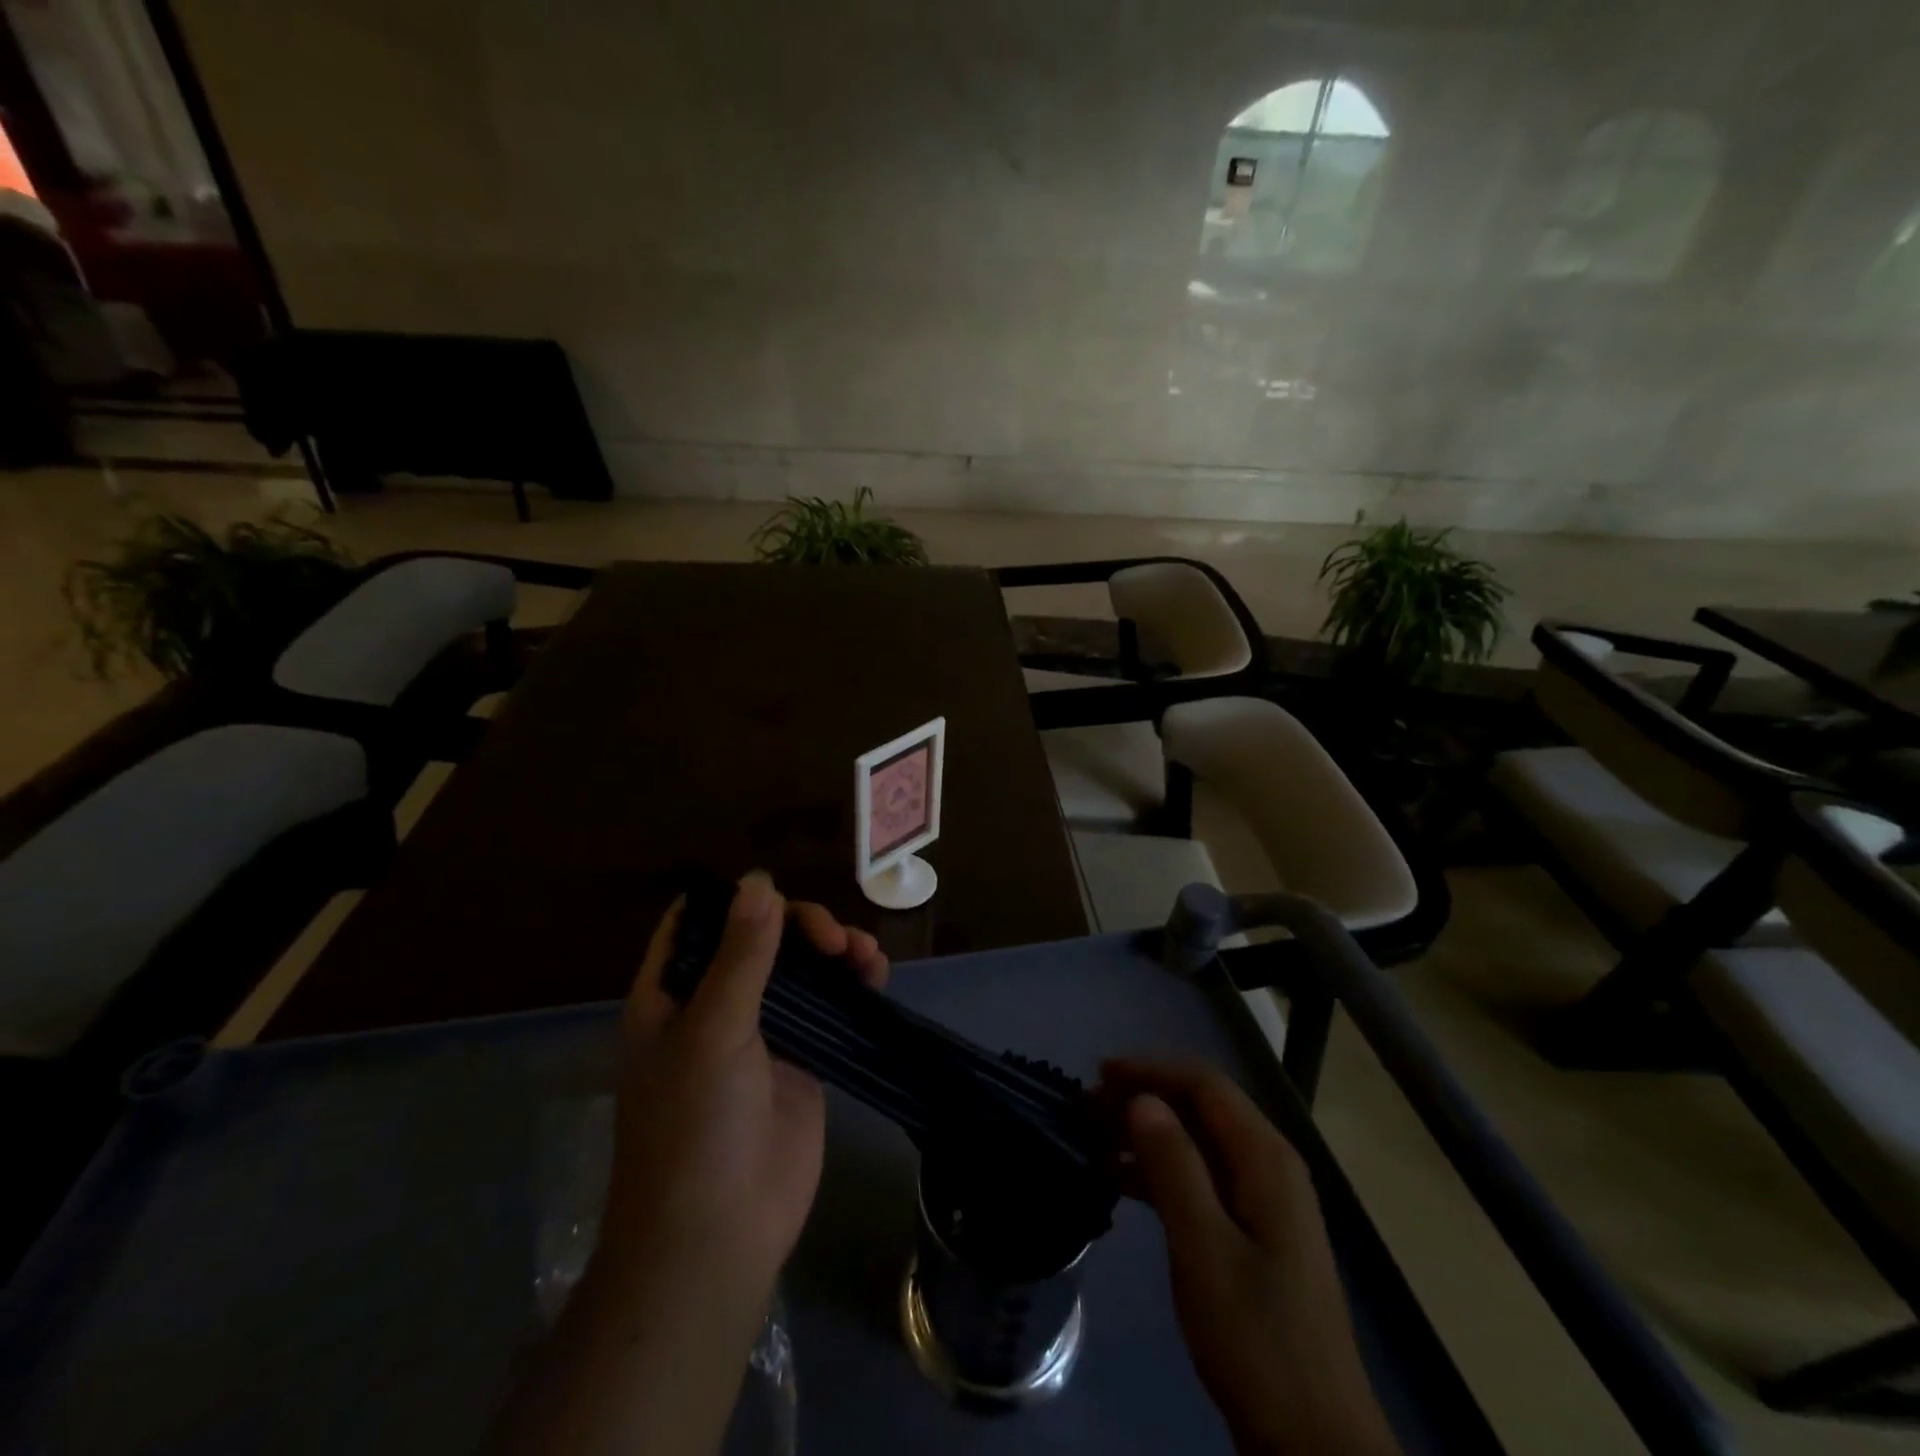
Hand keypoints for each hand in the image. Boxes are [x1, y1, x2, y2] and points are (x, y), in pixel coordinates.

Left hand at [487, 873, 886, 1455]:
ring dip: (834, 950)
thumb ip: (741, 953)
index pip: (696, 922)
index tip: (777, 890)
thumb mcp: (713, 1029)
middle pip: (760, 937)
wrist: (718, 1238)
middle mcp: (714, 1004)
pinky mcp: (802, 1058)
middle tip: (833, 941)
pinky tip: (875, 975)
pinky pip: (829, 1006)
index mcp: (672, 993)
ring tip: (864, 956)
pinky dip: (852, 984)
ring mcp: (762, 1033)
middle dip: (800, 925)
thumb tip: (760, 879)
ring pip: (801, 968)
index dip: (733, 898)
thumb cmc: (695, 1127)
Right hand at [1103, 1059, 1398, 1455]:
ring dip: (1147, 1133)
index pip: (1205, 1084)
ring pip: (1196, 1142)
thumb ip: (1174, 1165)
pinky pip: (1199, 1178)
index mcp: (1266, 1158)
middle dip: (1145, 1096)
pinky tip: (1118, 1179)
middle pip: (1201, 1107)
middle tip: (1089, 1105)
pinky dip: (1158, 1170)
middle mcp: (1268, 1166)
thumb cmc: (1256, 1336)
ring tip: (1094, 1136)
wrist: (1312, 1441)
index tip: (1099, 1073)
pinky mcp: (1250, 1233)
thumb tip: (1142, 1099)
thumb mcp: (1204, 1247)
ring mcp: (1261, 1201)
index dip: (1151, 1069)